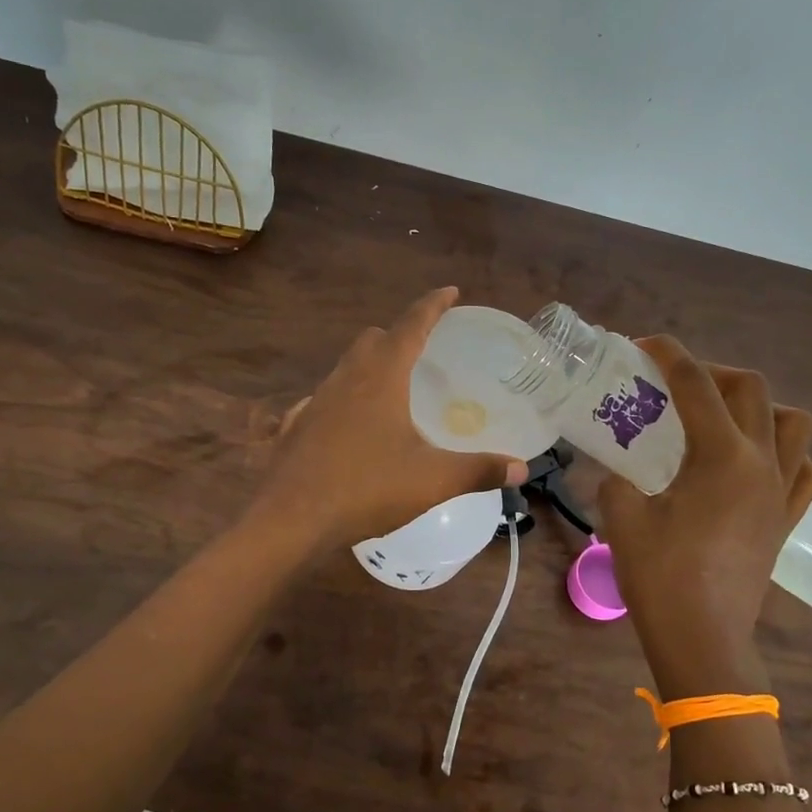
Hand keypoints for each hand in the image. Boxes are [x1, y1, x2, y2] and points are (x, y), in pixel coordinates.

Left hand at [250, 288, 528, 549]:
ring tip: (394, 388)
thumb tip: (521, 469)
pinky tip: (355, 426)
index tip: (450, 292)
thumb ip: (479, 471)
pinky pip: (327, 398)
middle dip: (400, 335)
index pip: (411, 325)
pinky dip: (347, 399)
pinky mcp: (299, 426)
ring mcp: (316, 401)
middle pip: (373, 339)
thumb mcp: (432, 481)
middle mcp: (346, 378)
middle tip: (423, 348)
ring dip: (371, 365)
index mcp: (381, 377)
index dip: (433, 305)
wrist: (291, 520)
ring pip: (346, 367)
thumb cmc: (366, 489)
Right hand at [599, 336, 811, 695]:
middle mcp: (761, 463)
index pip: (696, 384)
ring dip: (759, 407)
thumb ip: (616, 480)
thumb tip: (615, 471)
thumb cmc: (660, 577)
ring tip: (723, 420)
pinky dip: (786, 454)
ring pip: (793, 423)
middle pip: (752, 389)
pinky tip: (756, 465)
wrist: (702, 639)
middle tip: (677, 387)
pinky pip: (805, 471)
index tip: (644, 345)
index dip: (669, 354)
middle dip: (713, 373)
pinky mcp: (786, 520)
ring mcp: (782, 492)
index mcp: (721, 456)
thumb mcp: (621, 518)